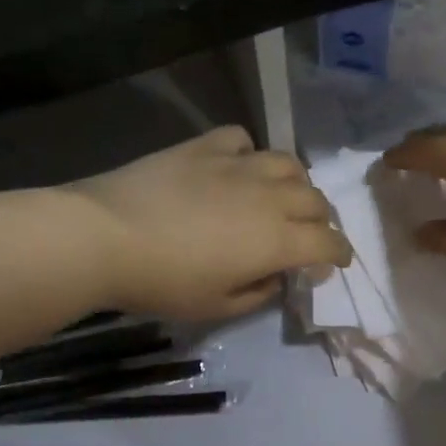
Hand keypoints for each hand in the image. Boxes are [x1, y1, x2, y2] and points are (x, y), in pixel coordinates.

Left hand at [71, 126, 351, 320]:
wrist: (106, 235)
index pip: (328, 242)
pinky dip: (249, 153)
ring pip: (288, 163)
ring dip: (295, 183)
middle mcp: (269, 197)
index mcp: (277, 240)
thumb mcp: (215, 306)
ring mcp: (238, 165)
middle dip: (320, 220)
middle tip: (306, 234)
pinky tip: (237, 166)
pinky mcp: (206, 146)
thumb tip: (273, 275)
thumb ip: (257, 292)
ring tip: (281, 195)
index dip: (339, 253)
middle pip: (316, 200)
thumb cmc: (162, 282)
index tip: (335, 262)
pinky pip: (243, 139)